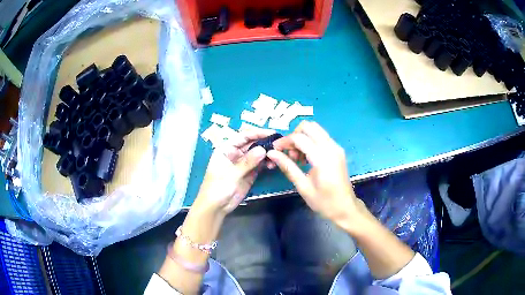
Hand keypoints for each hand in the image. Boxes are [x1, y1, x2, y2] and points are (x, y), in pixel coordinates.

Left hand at [194, 129, 274, 214]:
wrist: (216, 207)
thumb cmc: (217, 187)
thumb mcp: (231, 174)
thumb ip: (247, 162)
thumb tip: (263, 150)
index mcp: (226, 148)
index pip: (243, 136)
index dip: (257, 133)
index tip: (272, 133)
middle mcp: (235, 153)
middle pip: (252, 143)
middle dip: (265, 143)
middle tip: (279, 145)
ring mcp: (243, 163)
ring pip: (257, 154)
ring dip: (267, 154)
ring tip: (277, 156)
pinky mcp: (249, 173)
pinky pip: (259, 165)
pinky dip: (266, 163)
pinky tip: (273, 164)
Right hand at [267, 121, 365, 228]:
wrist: (345, 208)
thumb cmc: (324, 202)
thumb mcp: (303, 186)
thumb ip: (288, 167)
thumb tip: (272, 153)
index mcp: (322, 158)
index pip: (299, 138)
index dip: (284, 141)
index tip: (274, 150)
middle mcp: (331, 147)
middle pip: (309, 126)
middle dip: (294, 136)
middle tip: (288, 153)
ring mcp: (336, 147)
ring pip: (316, 129)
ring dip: (302, 137)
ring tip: (297, 158)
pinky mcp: (338, 150)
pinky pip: (321, 136)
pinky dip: (310, 141)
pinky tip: (306, 157)